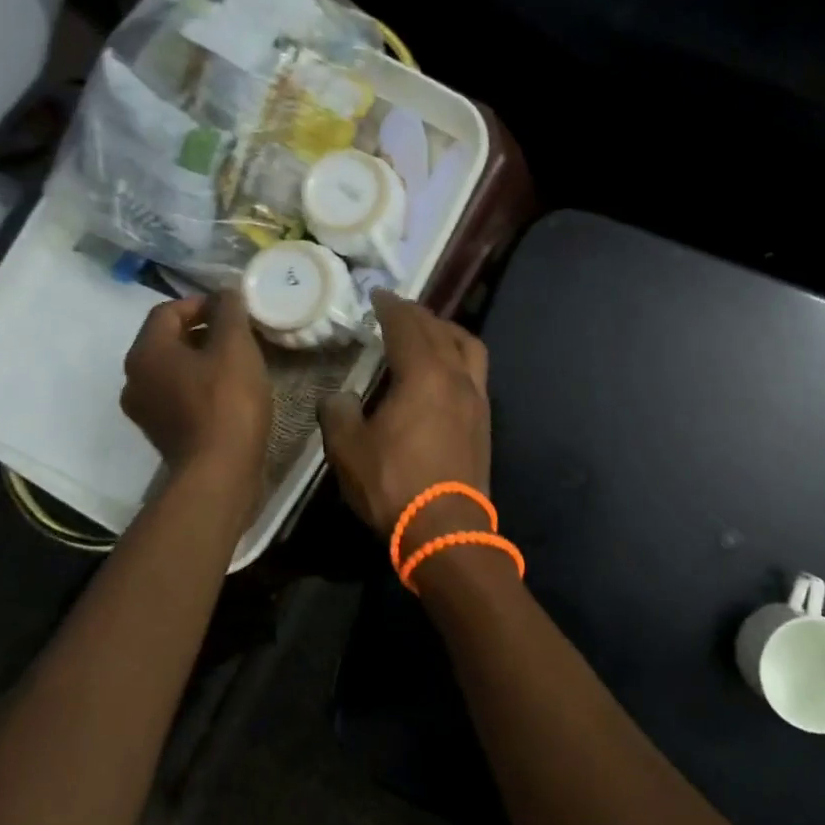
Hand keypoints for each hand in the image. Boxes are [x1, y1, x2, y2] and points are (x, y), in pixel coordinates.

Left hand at [121, 291, 269, 481]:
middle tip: (240, 336)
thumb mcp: (236, 347)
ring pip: (173, 370)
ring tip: (238, 363)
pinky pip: (178, 396)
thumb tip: (226, 293)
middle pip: (168, 340)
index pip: (167, 311)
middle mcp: (134, 378)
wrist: (219, 471)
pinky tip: (229, 393)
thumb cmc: (227, 401)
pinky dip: (200, 386)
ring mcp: (145, 410)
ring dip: (202, 360)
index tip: (234, 310)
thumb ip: (229, 312)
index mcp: (145, 352)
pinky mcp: (162, 433)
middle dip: (204, 332)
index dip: (202, 303)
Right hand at [319, 291, 490, 544]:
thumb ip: (339, 414)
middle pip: (440, 331)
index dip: (391, 307)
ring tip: (429, 331)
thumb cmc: (395, 485)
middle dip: (418, 314)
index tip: (378, 295)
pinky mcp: (485, 421)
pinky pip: (475, 371)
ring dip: (447, 331)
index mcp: (423, 375)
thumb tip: (339, 396)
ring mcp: (477, 399)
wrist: (447, 529)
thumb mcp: (349, 450)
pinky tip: (445, 371)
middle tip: (398, 309)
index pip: (407, 327)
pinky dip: (459, 357)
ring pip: (468, 347)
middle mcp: (456, 377)